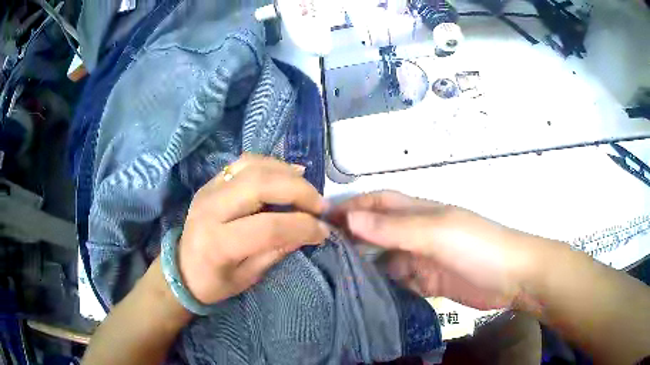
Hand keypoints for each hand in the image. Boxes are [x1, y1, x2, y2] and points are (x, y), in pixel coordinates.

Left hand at [177, 154, 329, 304]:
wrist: (181, 268)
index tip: (323, 231)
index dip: (302, 227)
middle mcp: (211, 208)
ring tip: (307, 188)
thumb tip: (310, 230)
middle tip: (319, 205)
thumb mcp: (248, 278)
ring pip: (254, 166)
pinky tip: (288, 173)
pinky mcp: (212, 181)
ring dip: (287, 173)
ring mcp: (209, 188)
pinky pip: (245, 162)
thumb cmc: (213, 282)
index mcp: (218, 242)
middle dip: (298, 191)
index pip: (268, 227)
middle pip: (260, 185)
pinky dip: (271, 164)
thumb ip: (277, 251)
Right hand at [330, 191, 537, 309]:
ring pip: (384, 258)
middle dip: (351, 235)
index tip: (320, 217)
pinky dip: (380, 284)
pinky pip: (396, 280)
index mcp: (419, 212)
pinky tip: (360, 292)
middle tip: (318, 249)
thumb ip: (395, 228)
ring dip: (362, 263)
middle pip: (377, 230)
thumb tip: (350, 219)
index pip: (378, 203)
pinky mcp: (426, 282)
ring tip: (331, 273)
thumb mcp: (436, 233)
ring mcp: (421, 259)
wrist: (511, 278)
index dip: (351, 206)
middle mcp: (416, 233)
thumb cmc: (477, 246)